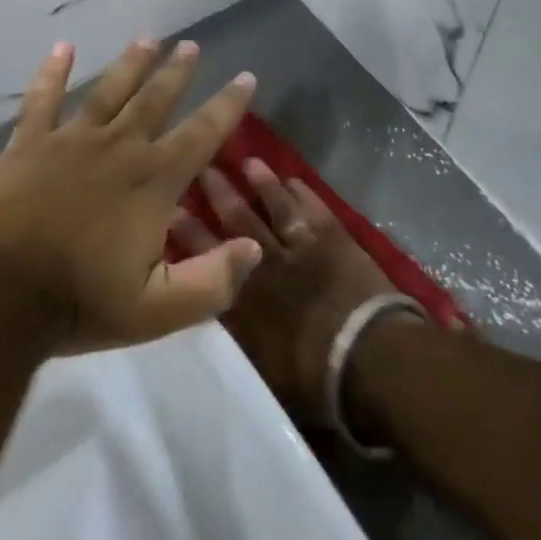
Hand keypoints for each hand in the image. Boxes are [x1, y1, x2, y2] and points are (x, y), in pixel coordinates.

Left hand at [0, 40, 263, 352]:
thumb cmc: (79, 304)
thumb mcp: (158, 311)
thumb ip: (212, 282)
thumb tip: (253, 249)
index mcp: (153, 181)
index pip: (203, 133)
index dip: (228, 104)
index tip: (245, 76)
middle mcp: (118, 148)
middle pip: (156, 100)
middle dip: (177, 72)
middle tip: (191, 45)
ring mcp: (69, 142)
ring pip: (108, 91)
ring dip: (130, 64)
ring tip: (148, 39)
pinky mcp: (26, 146)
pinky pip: (42, 100)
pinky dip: (52, 73)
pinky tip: (62, 48)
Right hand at [173, 159, 399, 421]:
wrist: (368, 356)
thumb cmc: (314, 377)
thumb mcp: (262, 367)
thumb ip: (240, 334)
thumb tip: (223, 314)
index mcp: (246, 297)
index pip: (209, 257)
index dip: (190, 233)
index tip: (172, 210)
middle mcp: (270, 263)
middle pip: (241, 221)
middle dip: (221, 195)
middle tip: (204, 169)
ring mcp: (305, 247)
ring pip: (278, 206)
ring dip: (263, 184)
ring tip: (248, 162)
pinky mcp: (337, 240)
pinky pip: (315, 208)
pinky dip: (304, 192)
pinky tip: (293, 179)